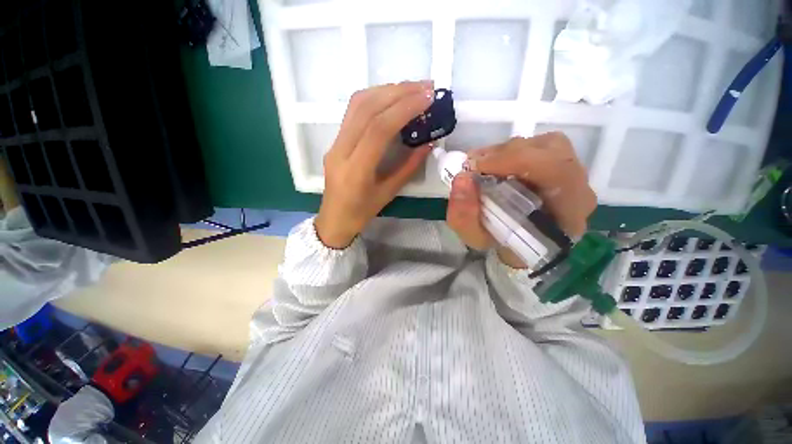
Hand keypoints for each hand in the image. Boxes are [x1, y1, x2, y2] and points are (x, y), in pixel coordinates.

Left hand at [314, 81, 434, 248]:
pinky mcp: (335, 140)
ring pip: (357, 105)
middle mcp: (341, 150)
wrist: (333, 219)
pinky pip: (353, 112)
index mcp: (356, 170)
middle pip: (366, 109)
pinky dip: (374, 98)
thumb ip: (408, 167)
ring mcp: (335, 143)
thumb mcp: (388, 194)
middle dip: (398, 92)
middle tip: (425, 87)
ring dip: (386, 90)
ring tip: (411, 89)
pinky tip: (392, 98)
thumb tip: (428, 144)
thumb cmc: (361, 213)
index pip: (378, 129)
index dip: (403, 109)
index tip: (427, 99)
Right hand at [446, 133, 596, 267]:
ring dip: (508, 151)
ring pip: (546, 145)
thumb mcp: (476, 239)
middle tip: (474, 165)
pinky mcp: (562, 165)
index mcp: (567, 215)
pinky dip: (512, 150)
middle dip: (506, 154)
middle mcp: (578, 190)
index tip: (477, 166)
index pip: (557, 172)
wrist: (520, 243)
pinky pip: (540, 146)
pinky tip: (494, 164)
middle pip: (551, 151)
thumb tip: (462, 178)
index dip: (514, 160)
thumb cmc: (501, 243)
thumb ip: (464, 216)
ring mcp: (574, 175)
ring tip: (482, 165)